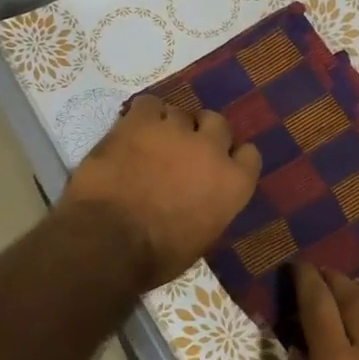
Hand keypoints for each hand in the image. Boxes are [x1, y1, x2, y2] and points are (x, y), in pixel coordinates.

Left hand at [59, 95, 262, 290]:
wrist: (109, 240)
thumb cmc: (156, 255)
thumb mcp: (201, 238)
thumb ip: (211, 206)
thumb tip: (201, 196)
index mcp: (234, 183)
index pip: (248, 155)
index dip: (231, 157)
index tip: (216, 165)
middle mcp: (211, 149)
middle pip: (217, 123)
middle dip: (201, 134)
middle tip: (182, 150)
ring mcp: (175, 130)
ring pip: (180, 112)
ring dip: (169, 125)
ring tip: (151, 142)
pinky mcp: (140, 121)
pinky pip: (148, 103)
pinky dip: (142, 115)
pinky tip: (132, 129)